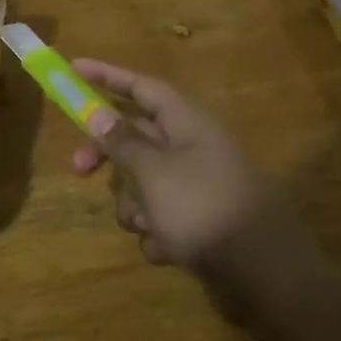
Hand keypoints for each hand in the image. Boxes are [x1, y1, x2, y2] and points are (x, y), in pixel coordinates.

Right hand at [68, 60, 322, 294]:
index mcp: (186, 123)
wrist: (266, 273)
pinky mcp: (201, 222)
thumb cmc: (203, 207)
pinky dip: (158, 233)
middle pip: (136, 137)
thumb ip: (122, 142)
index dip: (106, 76)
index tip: (74, 68)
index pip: (141, 87)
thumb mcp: (153, 171)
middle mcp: (192, 148)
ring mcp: (197, 186)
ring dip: (134, 204)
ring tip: (146, 225)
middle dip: (107, 155)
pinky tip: (169, 250)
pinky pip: (162, 217)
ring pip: (144, 183)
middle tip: (77, 169)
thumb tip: (98, 113)